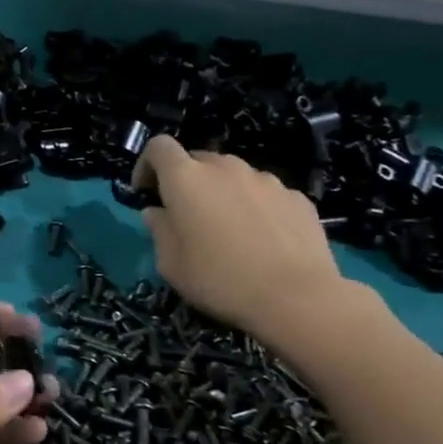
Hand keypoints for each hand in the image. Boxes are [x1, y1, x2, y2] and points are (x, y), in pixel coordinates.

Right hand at [132, 134, 351, 347]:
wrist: (296, 296)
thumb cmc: (219, 279)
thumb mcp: (171, 263)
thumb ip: (159, 230)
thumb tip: (158, 212)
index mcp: (186, 178)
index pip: (159, 147)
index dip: (147, 164)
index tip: (146, 192)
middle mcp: (226, 168)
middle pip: (198, 160)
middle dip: (187, 181)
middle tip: (187, 216)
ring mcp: (265, 180)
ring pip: (234, 176)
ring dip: (223, 193)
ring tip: (229, 230)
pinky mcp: (297, 197)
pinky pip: (265, 194)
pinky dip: (255, 207)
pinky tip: (262, 239)